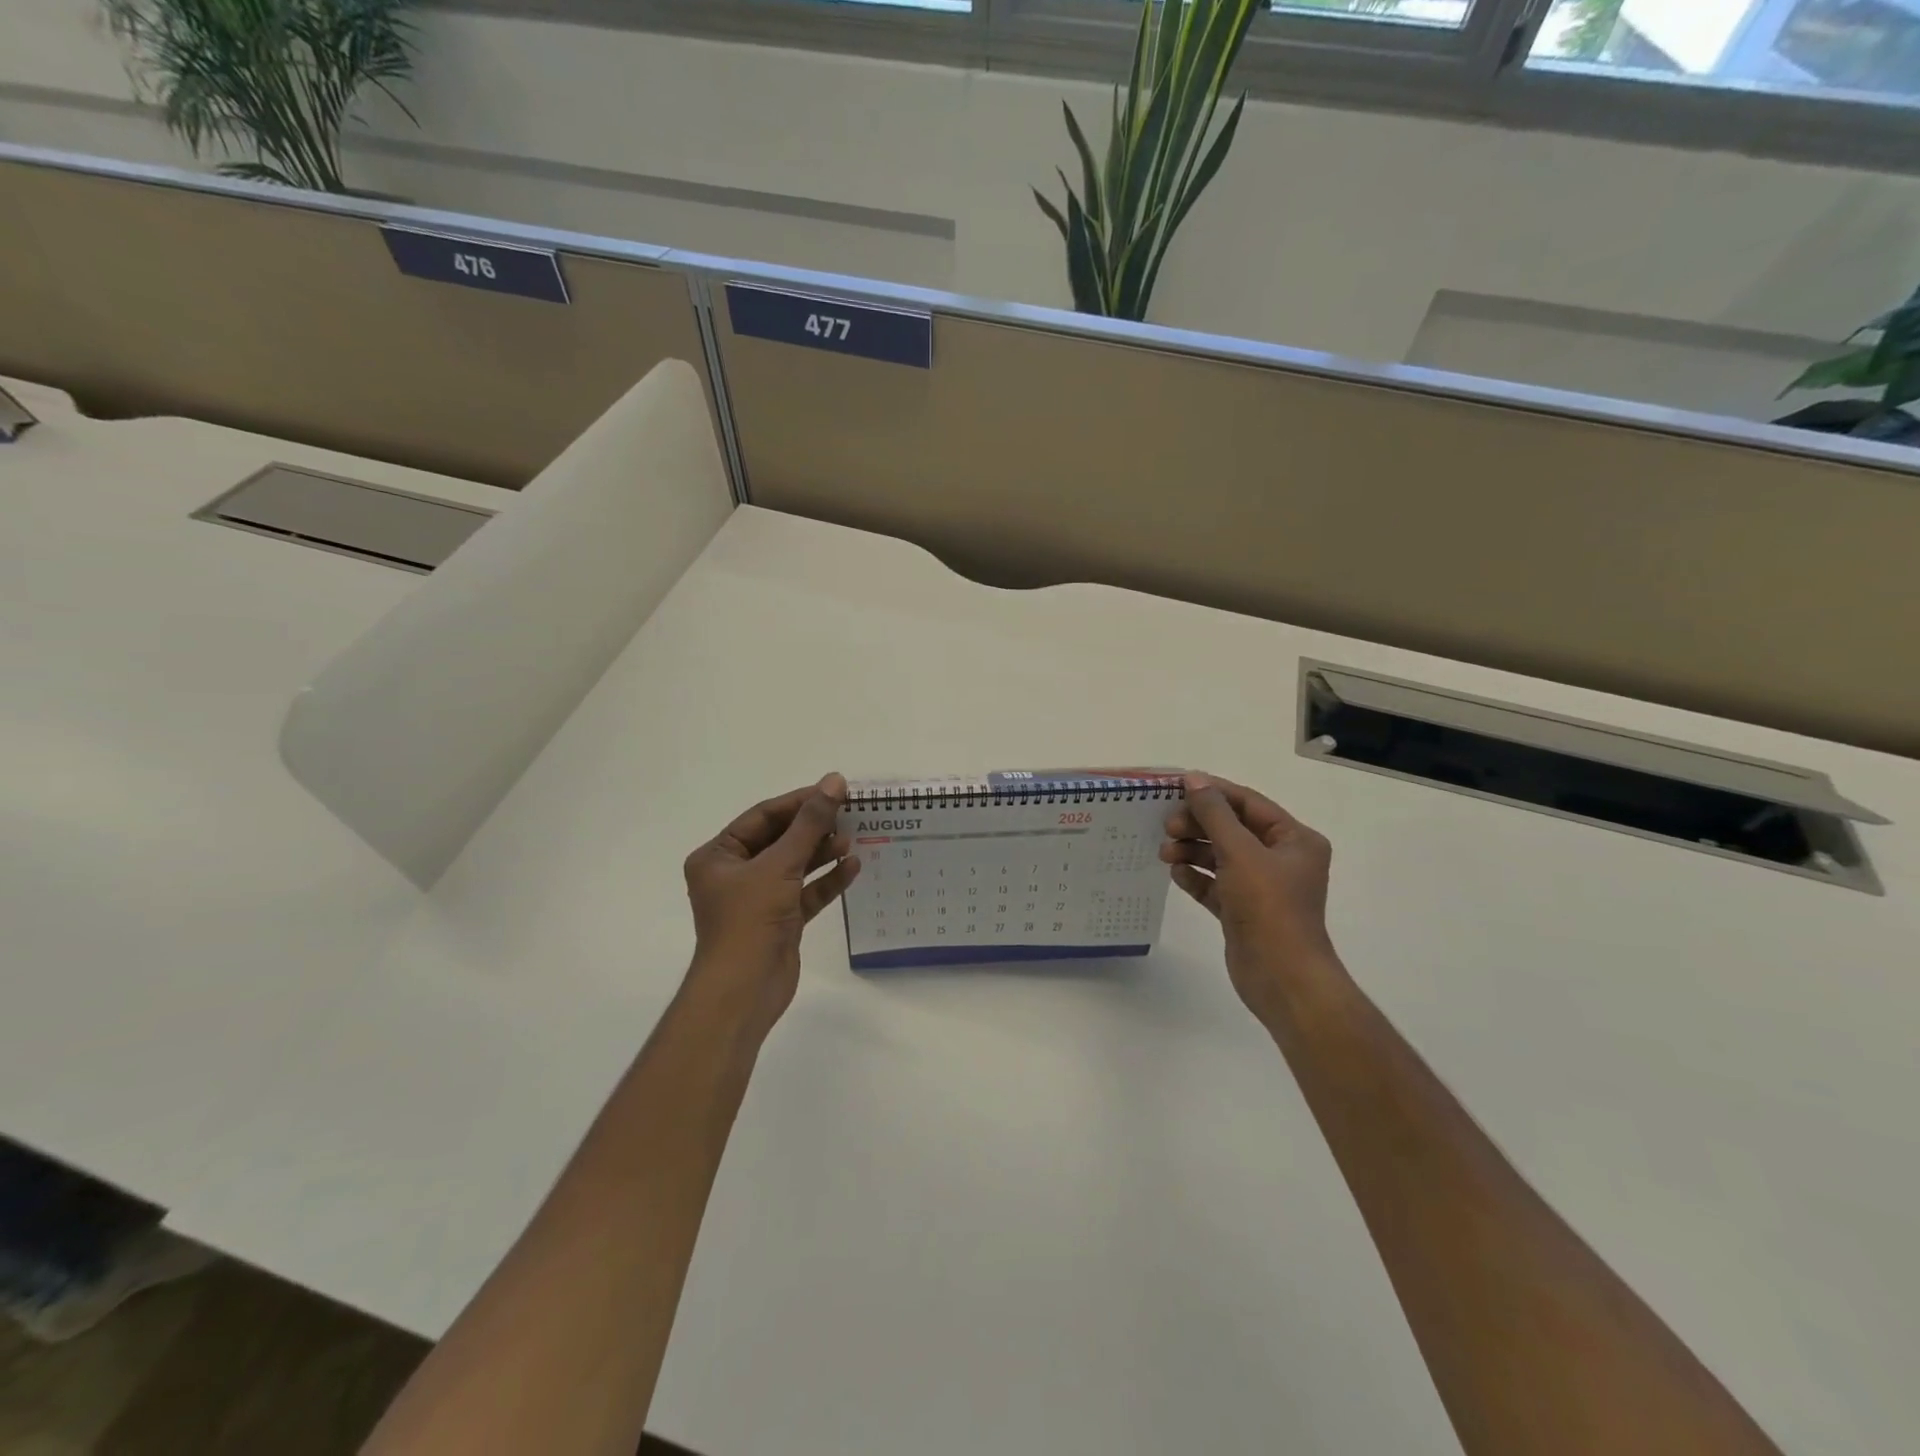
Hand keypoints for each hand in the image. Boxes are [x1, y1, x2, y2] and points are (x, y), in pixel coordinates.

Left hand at [682, 774, 860, 1040]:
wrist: (744, 991)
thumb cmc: (750, 920)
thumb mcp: (780, 864)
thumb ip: (810, 823)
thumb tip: (834, 781)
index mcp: (719, 856)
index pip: (762, 817)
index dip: (798, 802)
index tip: (834, 790)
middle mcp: (735, 874)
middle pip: (780, 839)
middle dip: (813, 828)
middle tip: (849, 813)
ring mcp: (758, 898)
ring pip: (795, 865)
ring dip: (822, 852)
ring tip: (853, 839)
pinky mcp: (780, 920)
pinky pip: (806, 891)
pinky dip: (827, 880)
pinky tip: (852, 866)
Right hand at [1161, 771, 1338, 1021]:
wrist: (1282, 977)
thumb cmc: (1268, 907)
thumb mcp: (1240, 852)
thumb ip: (1214, 814)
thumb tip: (1193, 779)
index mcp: (1294, 840)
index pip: (1248, 803)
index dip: (1213, 793)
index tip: (1174, 788)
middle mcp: (1281, 859)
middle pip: (1232, 828)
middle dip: (1198, 825)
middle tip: (1166, 826)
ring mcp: (1261, 887)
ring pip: (1220, 856)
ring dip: (1192, 850)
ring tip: (1164, 852)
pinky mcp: (1242, 910)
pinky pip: (1215, 884)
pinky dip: (1196, 876)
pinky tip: (1176, 874)